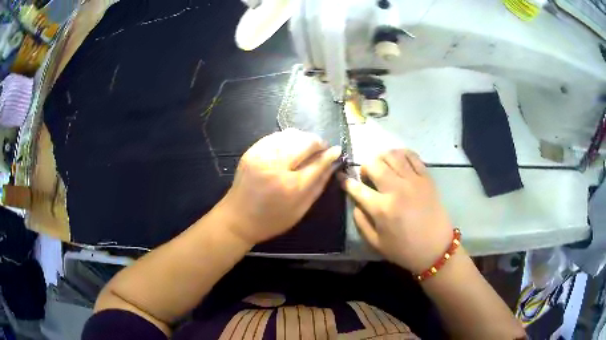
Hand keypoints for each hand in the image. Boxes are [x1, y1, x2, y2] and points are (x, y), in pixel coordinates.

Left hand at [220, 128, 341, 245]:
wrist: (237, 218)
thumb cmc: (272, 219)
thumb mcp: (301, 208)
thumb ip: (319, 183)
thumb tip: (333, 162)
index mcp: (289, 186)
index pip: (317, 162)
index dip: (329, 154)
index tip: (337, 151)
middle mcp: (274, 165)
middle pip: (304, 141)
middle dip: (317, 143)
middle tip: (321, 151)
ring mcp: (260, 154)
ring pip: (290, 134)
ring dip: (303, 139)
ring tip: (307, 150)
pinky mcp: (252, 150)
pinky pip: (276, 136)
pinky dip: (288, 139)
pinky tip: (291, 148)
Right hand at [341, 149, 452, 272]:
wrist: (436, 248)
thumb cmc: (405, 249)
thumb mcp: (376, 243)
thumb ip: (361, 222)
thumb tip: (355, 203)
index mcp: (382, 208)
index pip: (357, 188)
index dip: (346, 182)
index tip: (342, 179)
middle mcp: (396, 189)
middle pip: (374, 164)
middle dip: (364, 167)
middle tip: (366, 176)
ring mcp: (414, 180)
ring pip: (392, 155)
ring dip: (381, 158)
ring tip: (382, 167)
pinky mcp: (427, 178)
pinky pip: (412, 156)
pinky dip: (402, 154)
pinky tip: (398, 161)